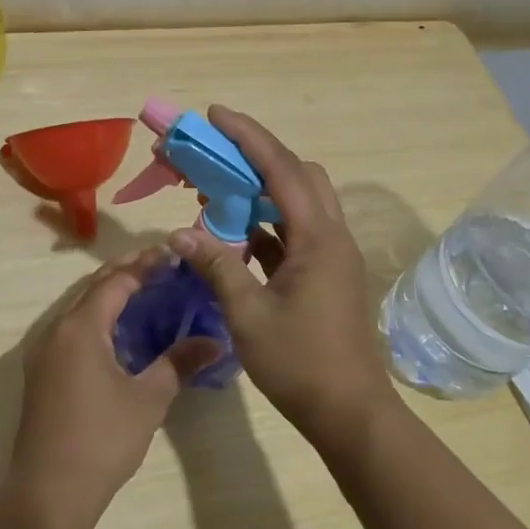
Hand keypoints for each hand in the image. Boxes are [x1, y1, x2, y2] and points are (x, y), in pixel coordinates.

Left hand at [12, 249, 222, 509]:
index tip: (172, 255)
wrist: (48, 492)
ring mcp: (43, 352)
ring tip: (144, 292)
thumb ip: (180, 363)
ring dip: (109, 296)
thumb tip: (216, 342)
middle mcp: (56, 330)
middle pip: (93, 288)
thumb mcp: (148, 399)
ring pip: (79, 309)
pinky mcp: (42, 373)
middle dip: (126, 274)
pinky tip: (119, 333)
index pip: (116, 281)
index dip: (144, 265)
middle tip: (161, 267)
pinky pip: (71, 330)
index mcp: (81, 327)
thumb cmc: (102, 439)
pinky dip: (97, 320)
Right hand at [169, 106, 395, 447]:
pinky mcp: (327, 274)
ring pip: (299, 202)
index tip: (214, 115)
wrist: (351, 414)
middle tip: (214, 154)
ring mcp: (333, 255)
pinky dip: (267, 224)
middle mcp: (331, 236)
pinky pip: (296, 232)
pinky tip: (236, 235)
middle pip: (298, 175)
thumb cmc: (301, 364)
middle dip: (256, 156)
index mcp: (318, 238)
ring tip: (217, 191)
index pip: (281, 169)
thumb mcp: (249, 315)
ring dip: (261, 190)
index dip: (247, 137)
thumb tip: (178, 234)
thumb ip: (216, 267)